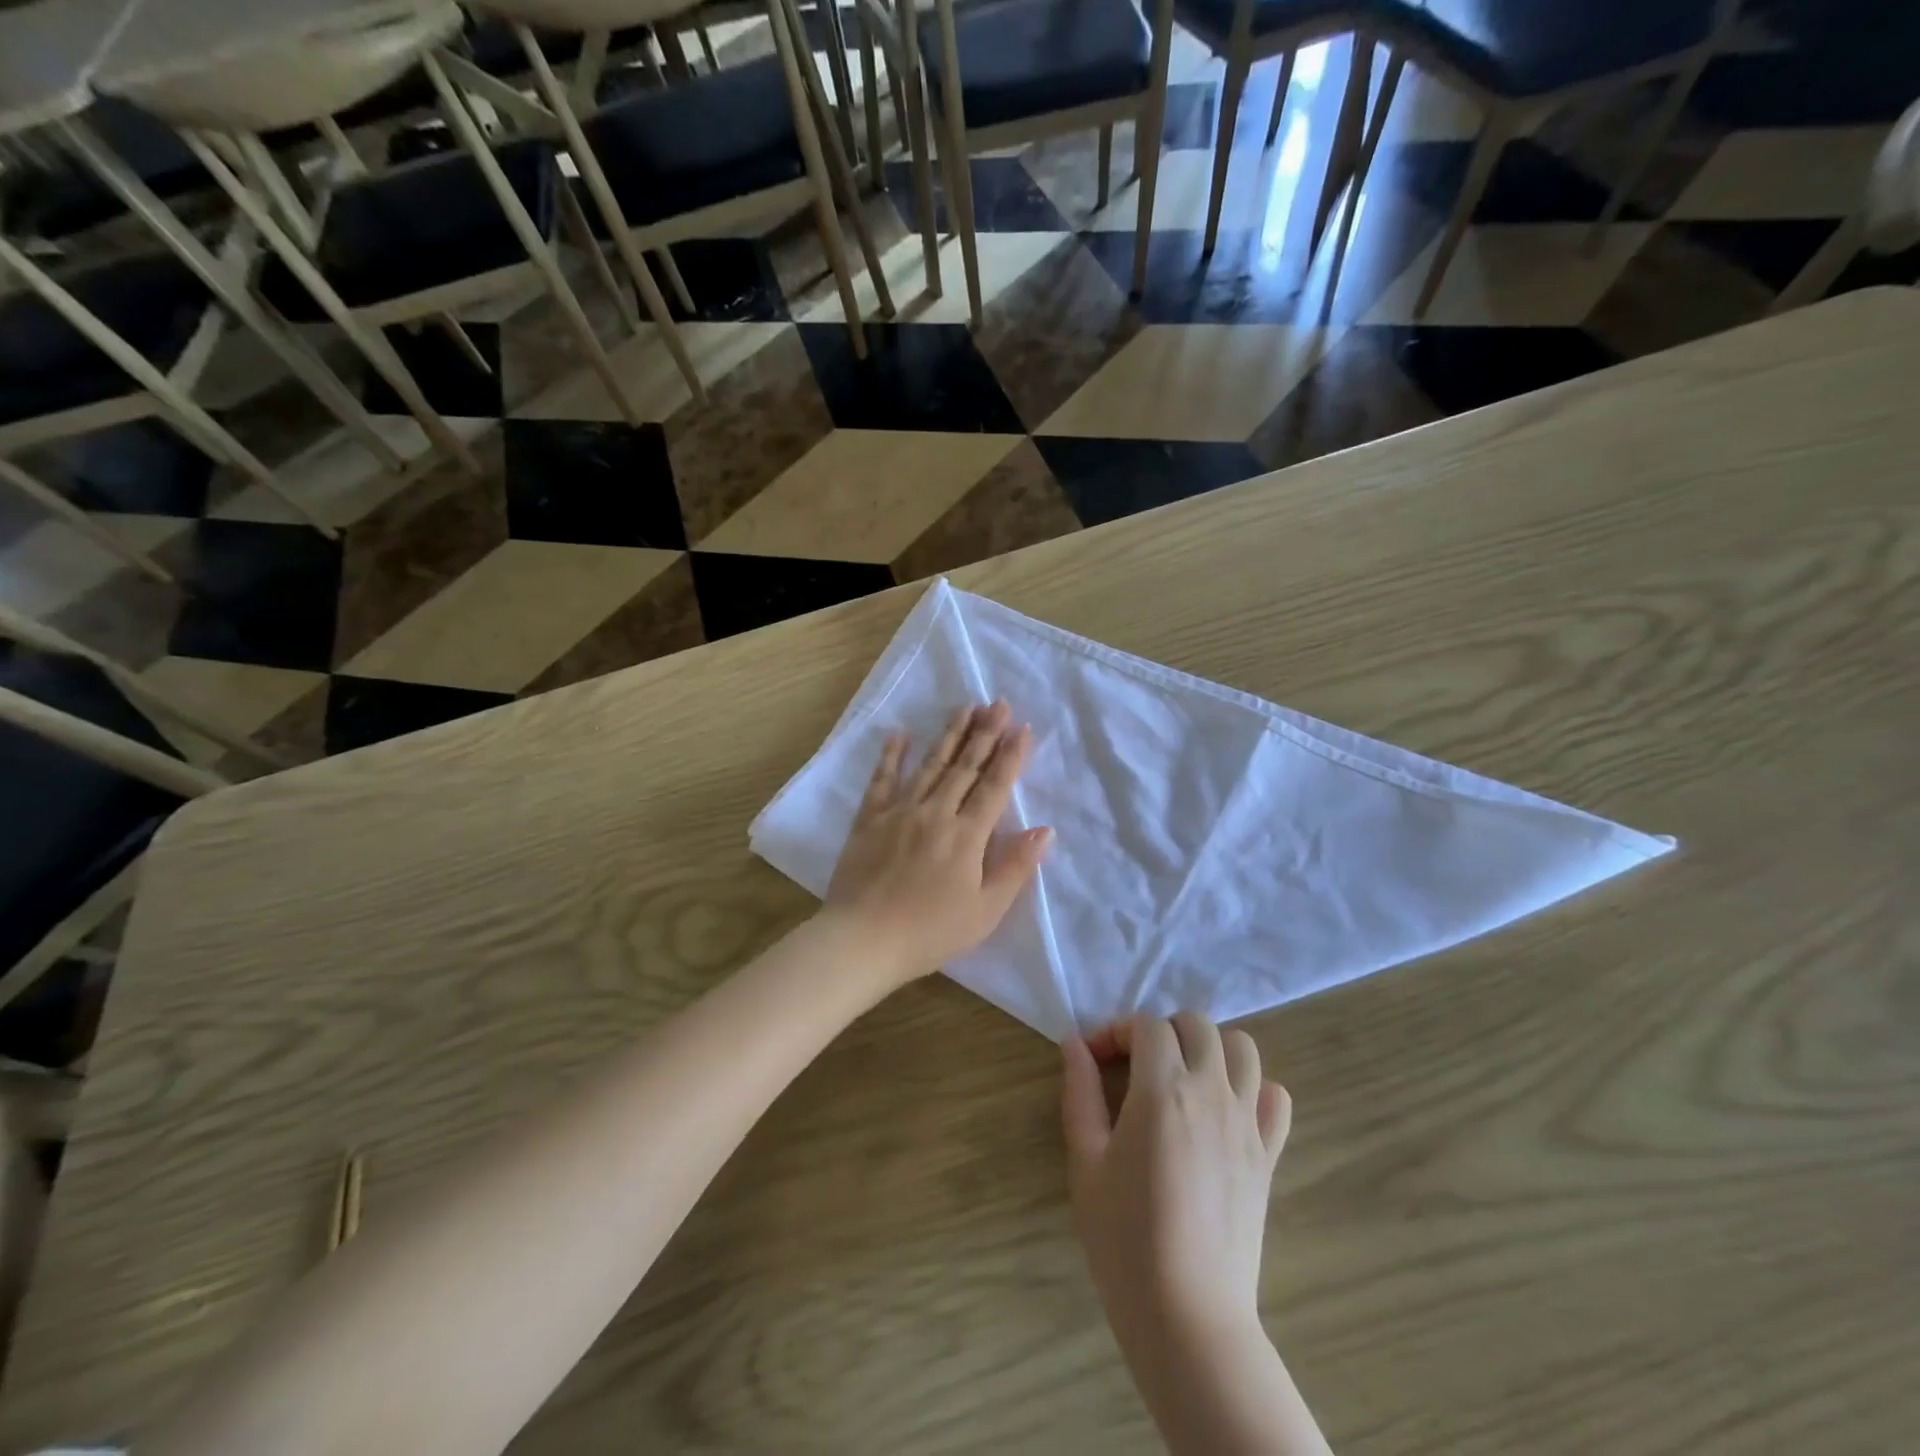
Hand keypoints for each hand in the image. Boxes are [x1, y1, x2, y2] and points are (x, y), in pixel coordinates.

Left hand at [824, 701, 1052, 987]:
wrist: (863, 940)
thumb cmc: (930, 932)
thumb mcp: (985, 911)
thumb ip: (1015, 868)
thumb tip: (1044, 830)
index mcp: (966, 836)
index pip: (994, 787)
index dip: (1010, 756)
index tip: (1023, 728)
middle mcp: (935, 813)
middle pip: (965, 767)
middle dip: (985, 733)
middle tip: (998, 703)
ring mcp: (899, 811)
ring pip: (930, 765)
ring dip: (950, 735)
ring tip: (965, 707)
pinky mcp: (869, 819)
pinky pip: (882, 779)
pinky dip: (892, 755)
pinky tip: (900, 734)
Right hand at [1061, 1013, 1291, 1355]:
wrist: (1188, 1315)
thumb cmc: (1124, 1238)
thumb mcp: (1085, 1162)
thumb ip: (1079, 1093)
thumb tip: (1074, 1044)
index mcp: (1162, 1090)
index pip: (1146, 1025)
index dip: (1117, 1030)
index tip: (1095, 1058)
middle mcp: (1211, 1092)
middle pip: (1197, 1024)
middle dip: (1162, 1029)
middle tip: (1136, 1063)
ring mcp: (1247, 1122)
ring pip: (1243, 1049)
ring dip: (1210, 1047)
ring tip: (1183, 1076)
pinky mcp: (1268, 1155)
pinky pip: (1276, 1098)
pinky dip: (1254, 1088)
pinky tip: (1225, 1110)